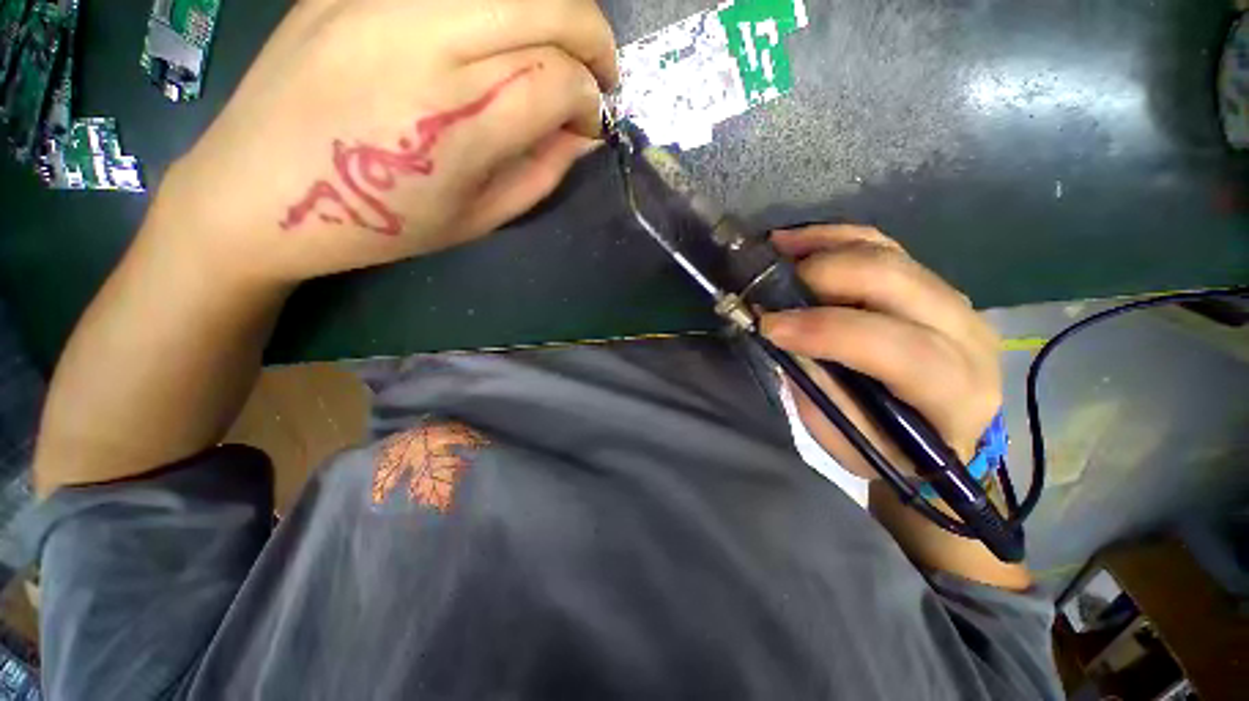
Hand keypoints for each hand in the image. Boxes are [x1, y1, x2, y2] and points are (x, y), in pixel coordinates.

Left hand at [148, 0, 617, 287]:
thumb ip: (542, 172)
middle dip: (595, 39)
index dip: (591, 102)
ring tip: (559, 51)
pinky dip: (502, 5)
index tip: (592, 124)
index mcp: (453, 121)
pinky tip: (501, 36)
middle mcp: (421, 40)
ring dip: (555, 11)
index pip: (558, 80)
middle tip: (600, 76)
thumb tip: (582, 133)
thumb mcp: (479, 218)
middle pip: (549, 3)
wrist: (257, 193)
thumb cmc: (379, 225)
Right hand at [759, 225, 1001, 477]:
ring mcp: (950, 298)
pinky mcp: (928, 281)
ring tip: (775, 251)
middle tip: (768, 287)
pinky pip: (881, 244)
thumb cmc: (894, 449)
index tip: (768, 326)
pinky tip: (797, 240)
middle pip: (895, 281)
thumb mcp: (853, 441)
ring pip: (886, 253)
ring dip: (824, 248)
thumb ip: (822, 391)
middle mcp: (965, 333)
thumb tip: (782, 339)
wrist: (943, 430)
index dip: (826, 331)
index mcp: (954, 390)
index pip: (897, 348)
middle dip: (822, 277)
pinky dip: (835, 237)